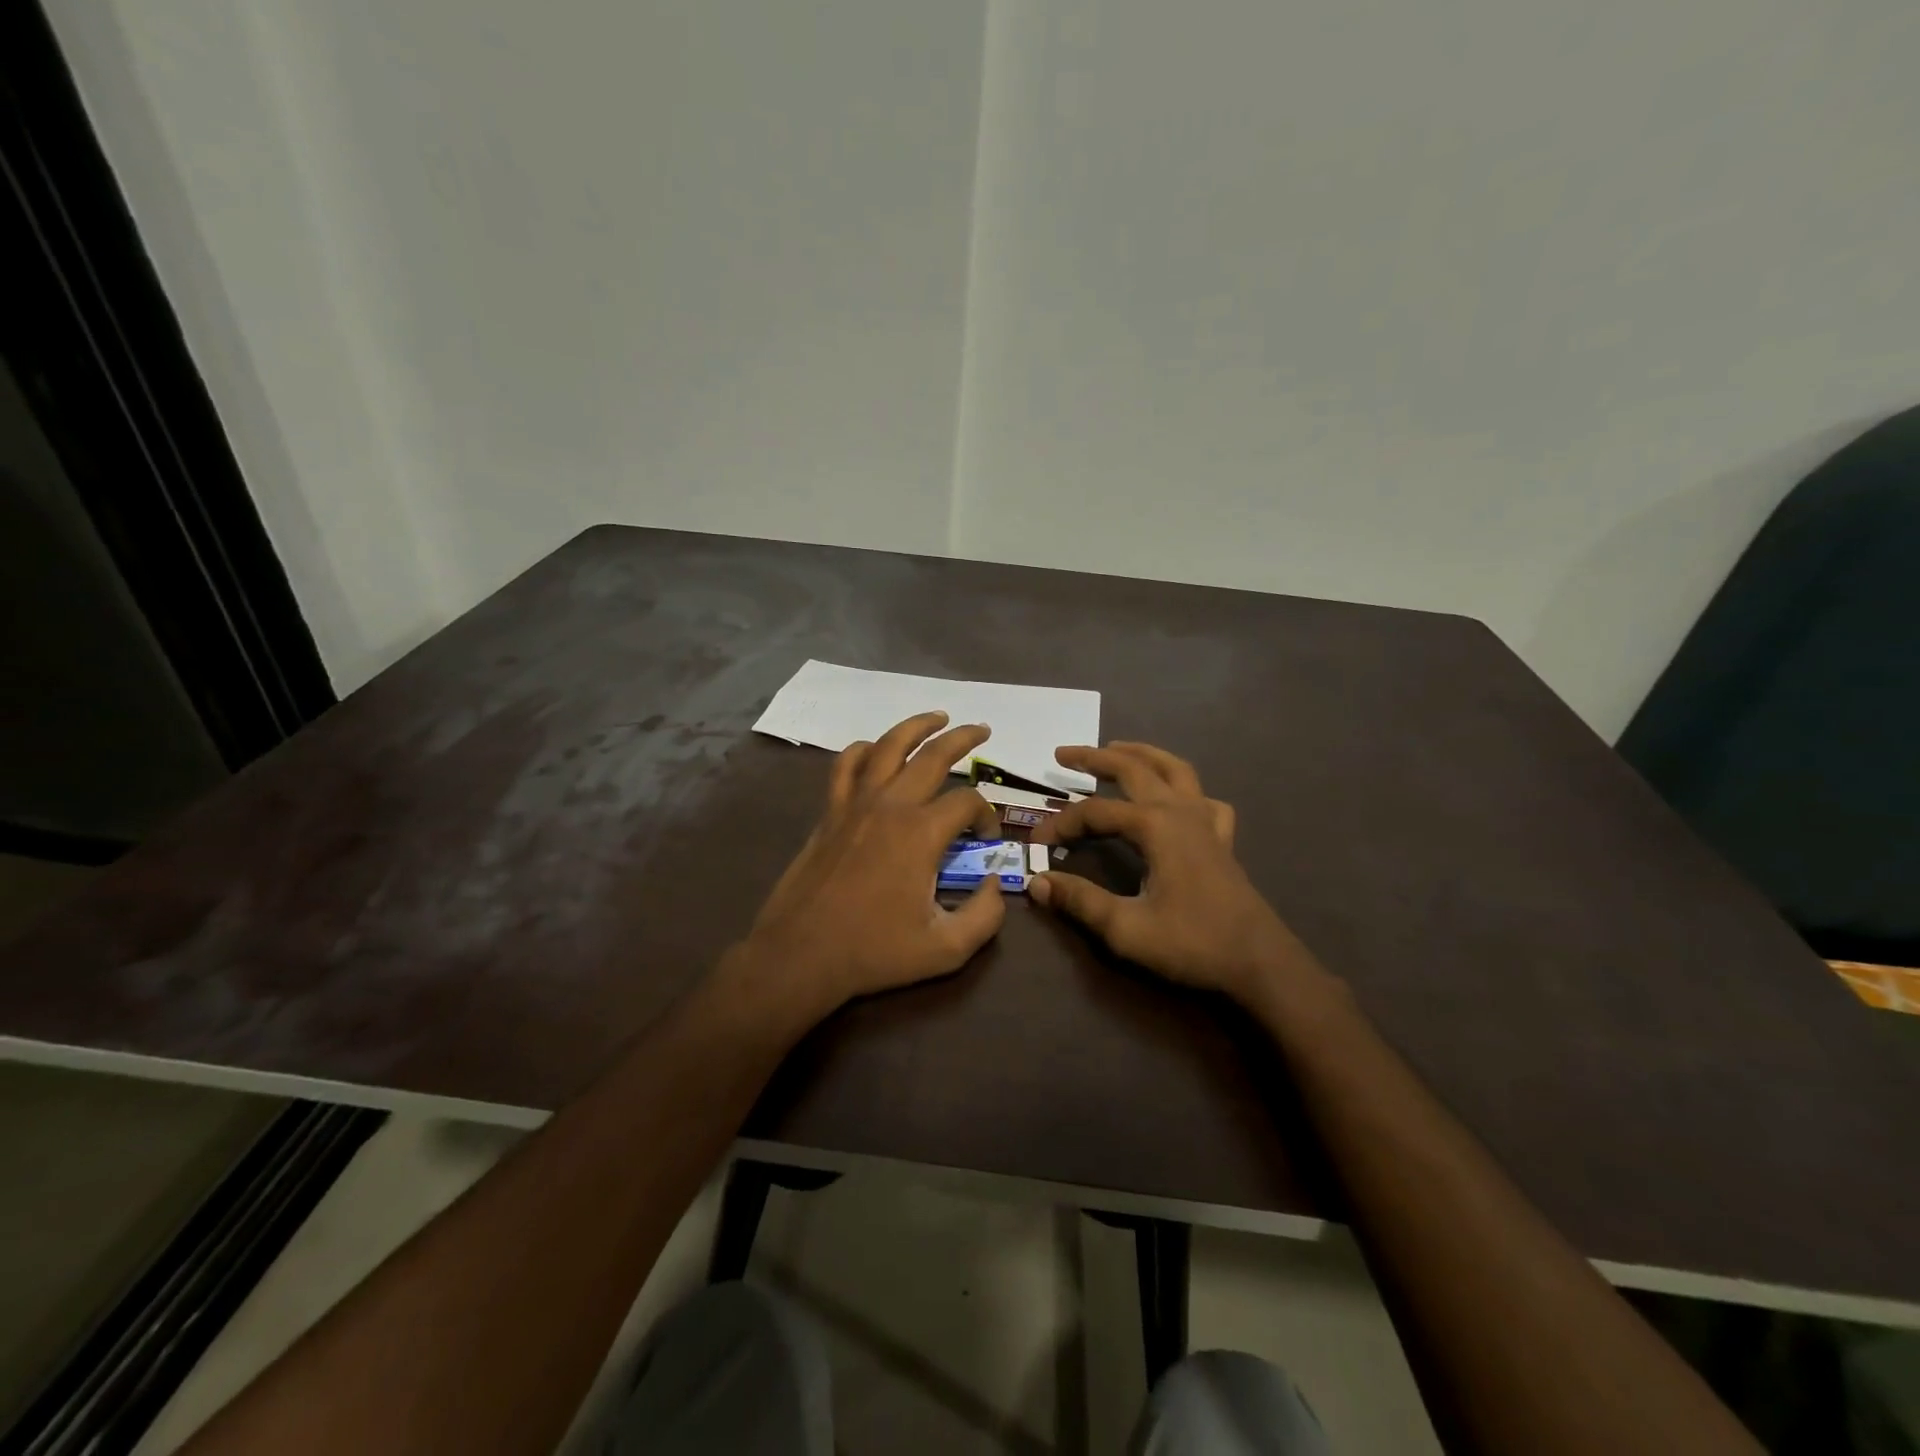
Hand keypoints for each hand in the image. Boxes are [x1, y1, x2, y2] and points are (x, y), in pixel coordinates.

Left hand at [737, 711, 1005, 1021]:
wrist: (801, 954)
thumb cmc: (873, 952)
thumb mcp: (945, 949)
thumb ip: (984, 916)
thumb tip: (996, 884)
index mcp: (921, 833)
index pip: (967, 803)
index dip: (986, 815)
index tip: (986, 838)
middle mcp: (890, 805)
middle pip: (933, 755)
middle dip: (963, 738)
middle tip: (982, 729)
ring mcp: (855, 803)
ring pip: (888, 746)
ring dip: (916, 726)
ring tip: (937, 717)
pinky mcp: (830, 812)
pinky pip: (845, 765)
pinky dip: (863, 749)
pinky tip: (876, 748)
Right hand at [1031, 742, 1310, 1000]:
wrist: (1259, 963)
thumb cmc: (1193, 944)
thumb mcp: (1127, 928)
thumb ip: (1080, 901)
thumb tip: (1036, 882)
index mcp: (1156, 826)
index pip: (1095, 813)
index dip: (1060, 823)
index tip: (1034, 842)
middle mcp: (1180, 812)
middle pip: (1134, 770)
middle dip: (1095, 758)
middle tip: (1063, 755)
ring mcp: (1206, 821)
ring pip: (1174, 770)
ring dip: (1142, 755)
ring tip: (1116, 749)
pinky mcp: (1221, 839)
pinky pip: (1203, 799)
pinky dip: (1184, 789)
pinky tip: (1176, 799)